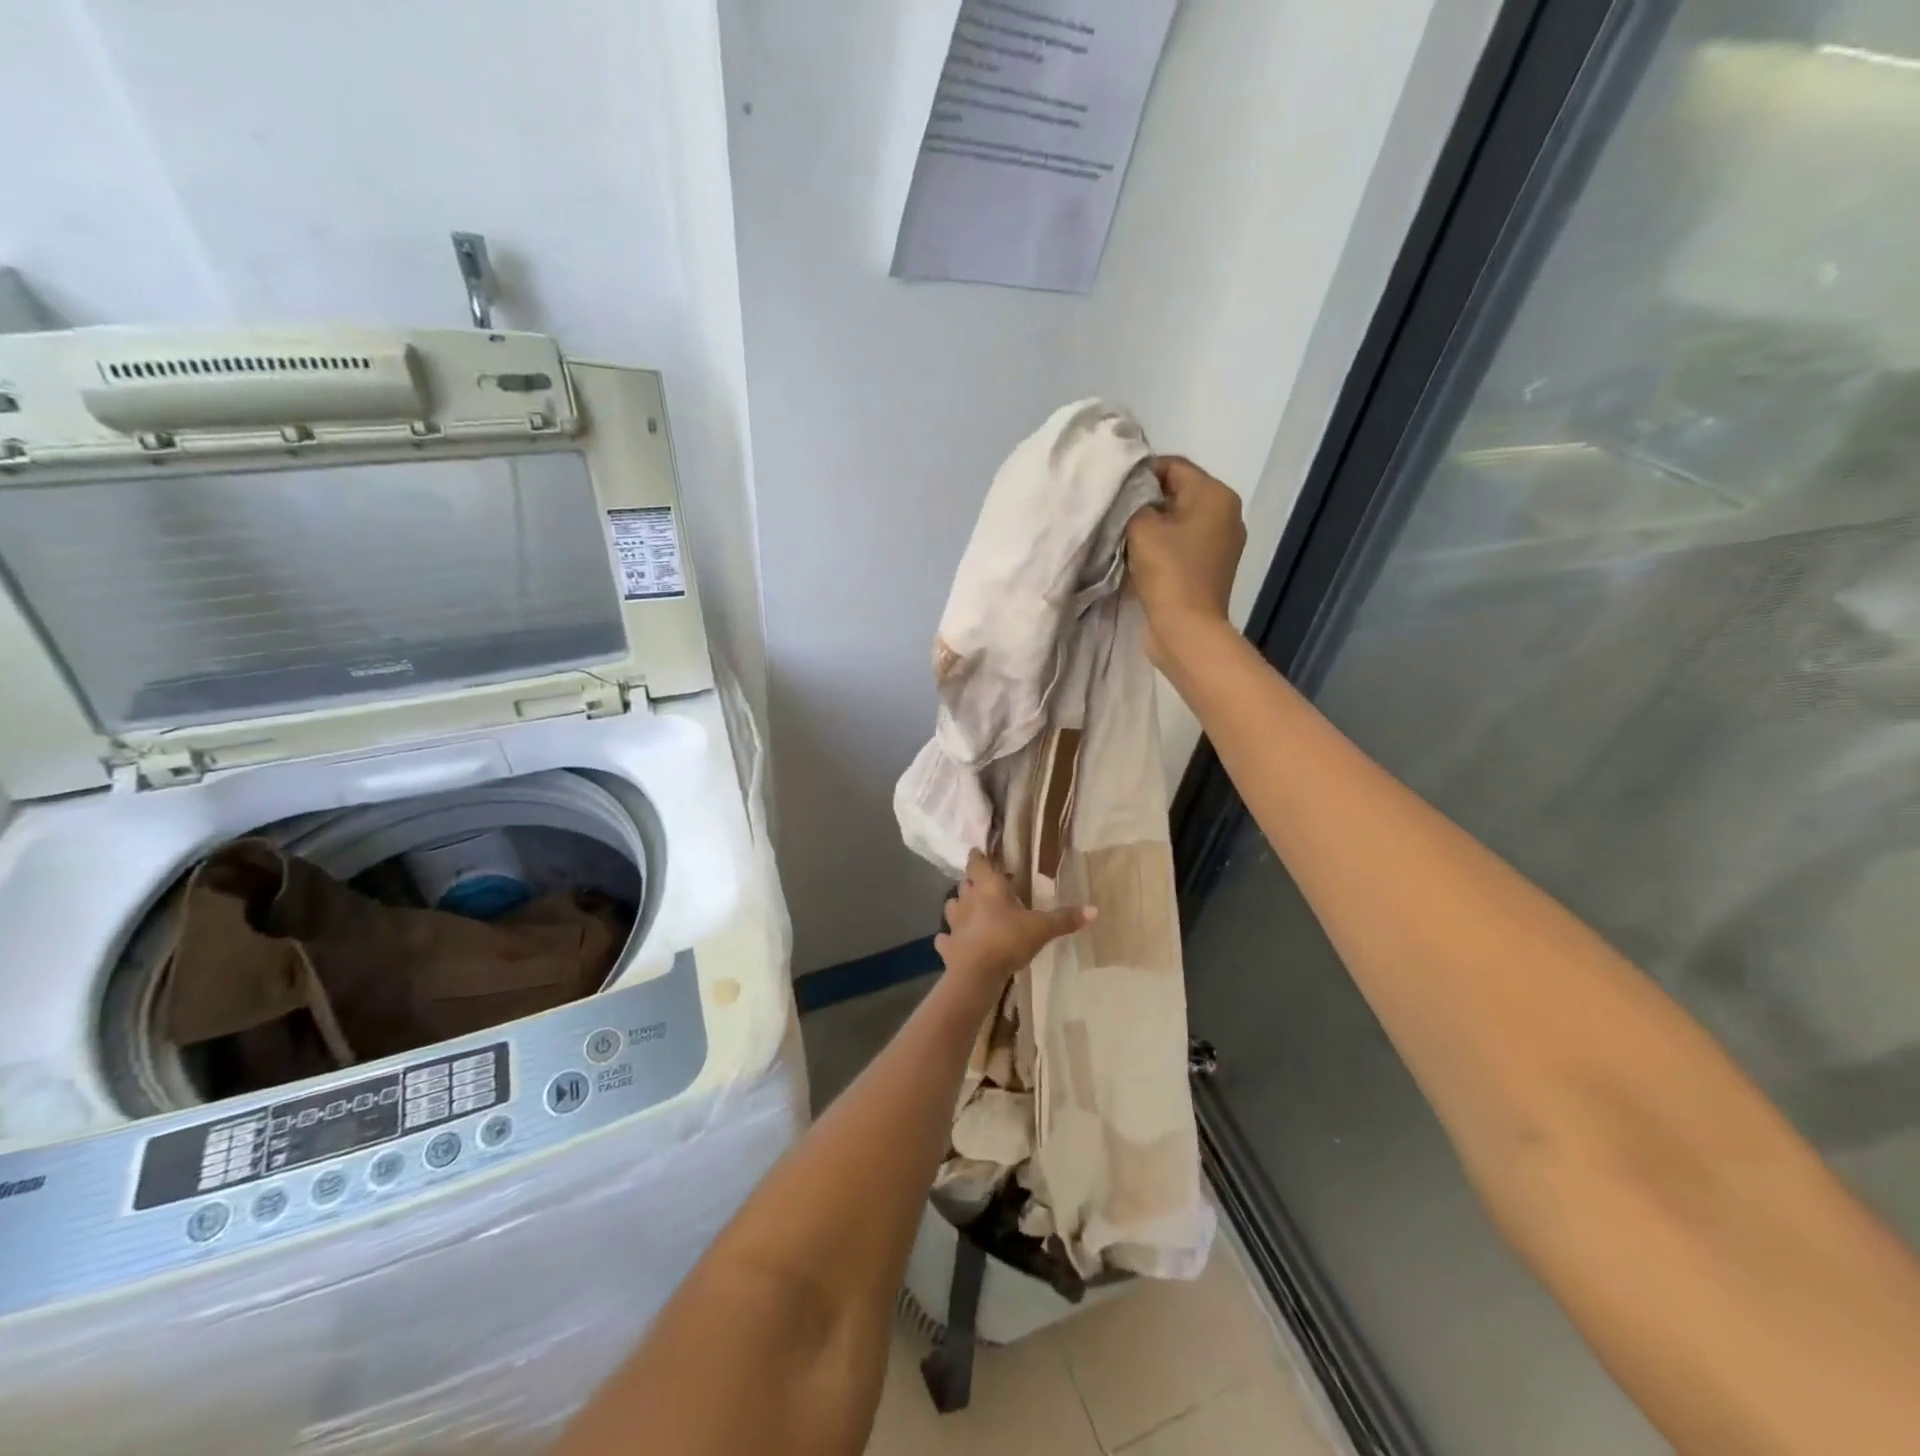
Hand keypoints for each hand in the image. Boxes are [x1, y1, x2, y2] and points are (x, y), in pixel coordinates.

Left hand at [936, 851, 1091, 991]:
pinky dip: (950, 937)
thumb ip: (1065, 918)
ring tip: (971, 911)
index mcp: (988, 887)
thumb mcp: (1041, 929)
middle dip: (973, 882)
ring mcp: (954, 922)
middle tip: (986, 885)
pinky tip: (955, 941)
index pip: (978, 863)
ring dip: (960, 906)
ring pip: (952, 906)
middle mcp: (968, 899)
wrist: (976, 973)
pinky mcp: (947, 945)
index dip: (978, 856)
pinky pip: (945, 937)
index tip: (979, 852)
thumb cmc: (1008, 940)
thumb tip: (1094, 909)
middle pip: (965, 883)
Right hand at [1126, 456, 1246, 668]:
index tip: (1114, 489)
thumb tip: (1134, 494)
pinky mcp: (1212, 567)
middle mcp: (1226, 512)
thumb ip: (1134, 500)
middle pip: (1179, 492)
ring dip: (1154, 525)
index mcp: (1216, 494)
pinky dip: (1164, 545)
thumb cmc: (1167, 571)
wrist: (1187, 628)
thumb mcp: (1141, 527)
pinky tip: (1141, 556)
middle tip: (1116, 512)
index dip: (1140, 473)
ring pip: (1180, 519)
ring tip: (1125, 535)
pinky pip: (1184, 543)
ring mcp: (1222, 542)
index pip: (1173, 465)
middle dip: (1147, 499)